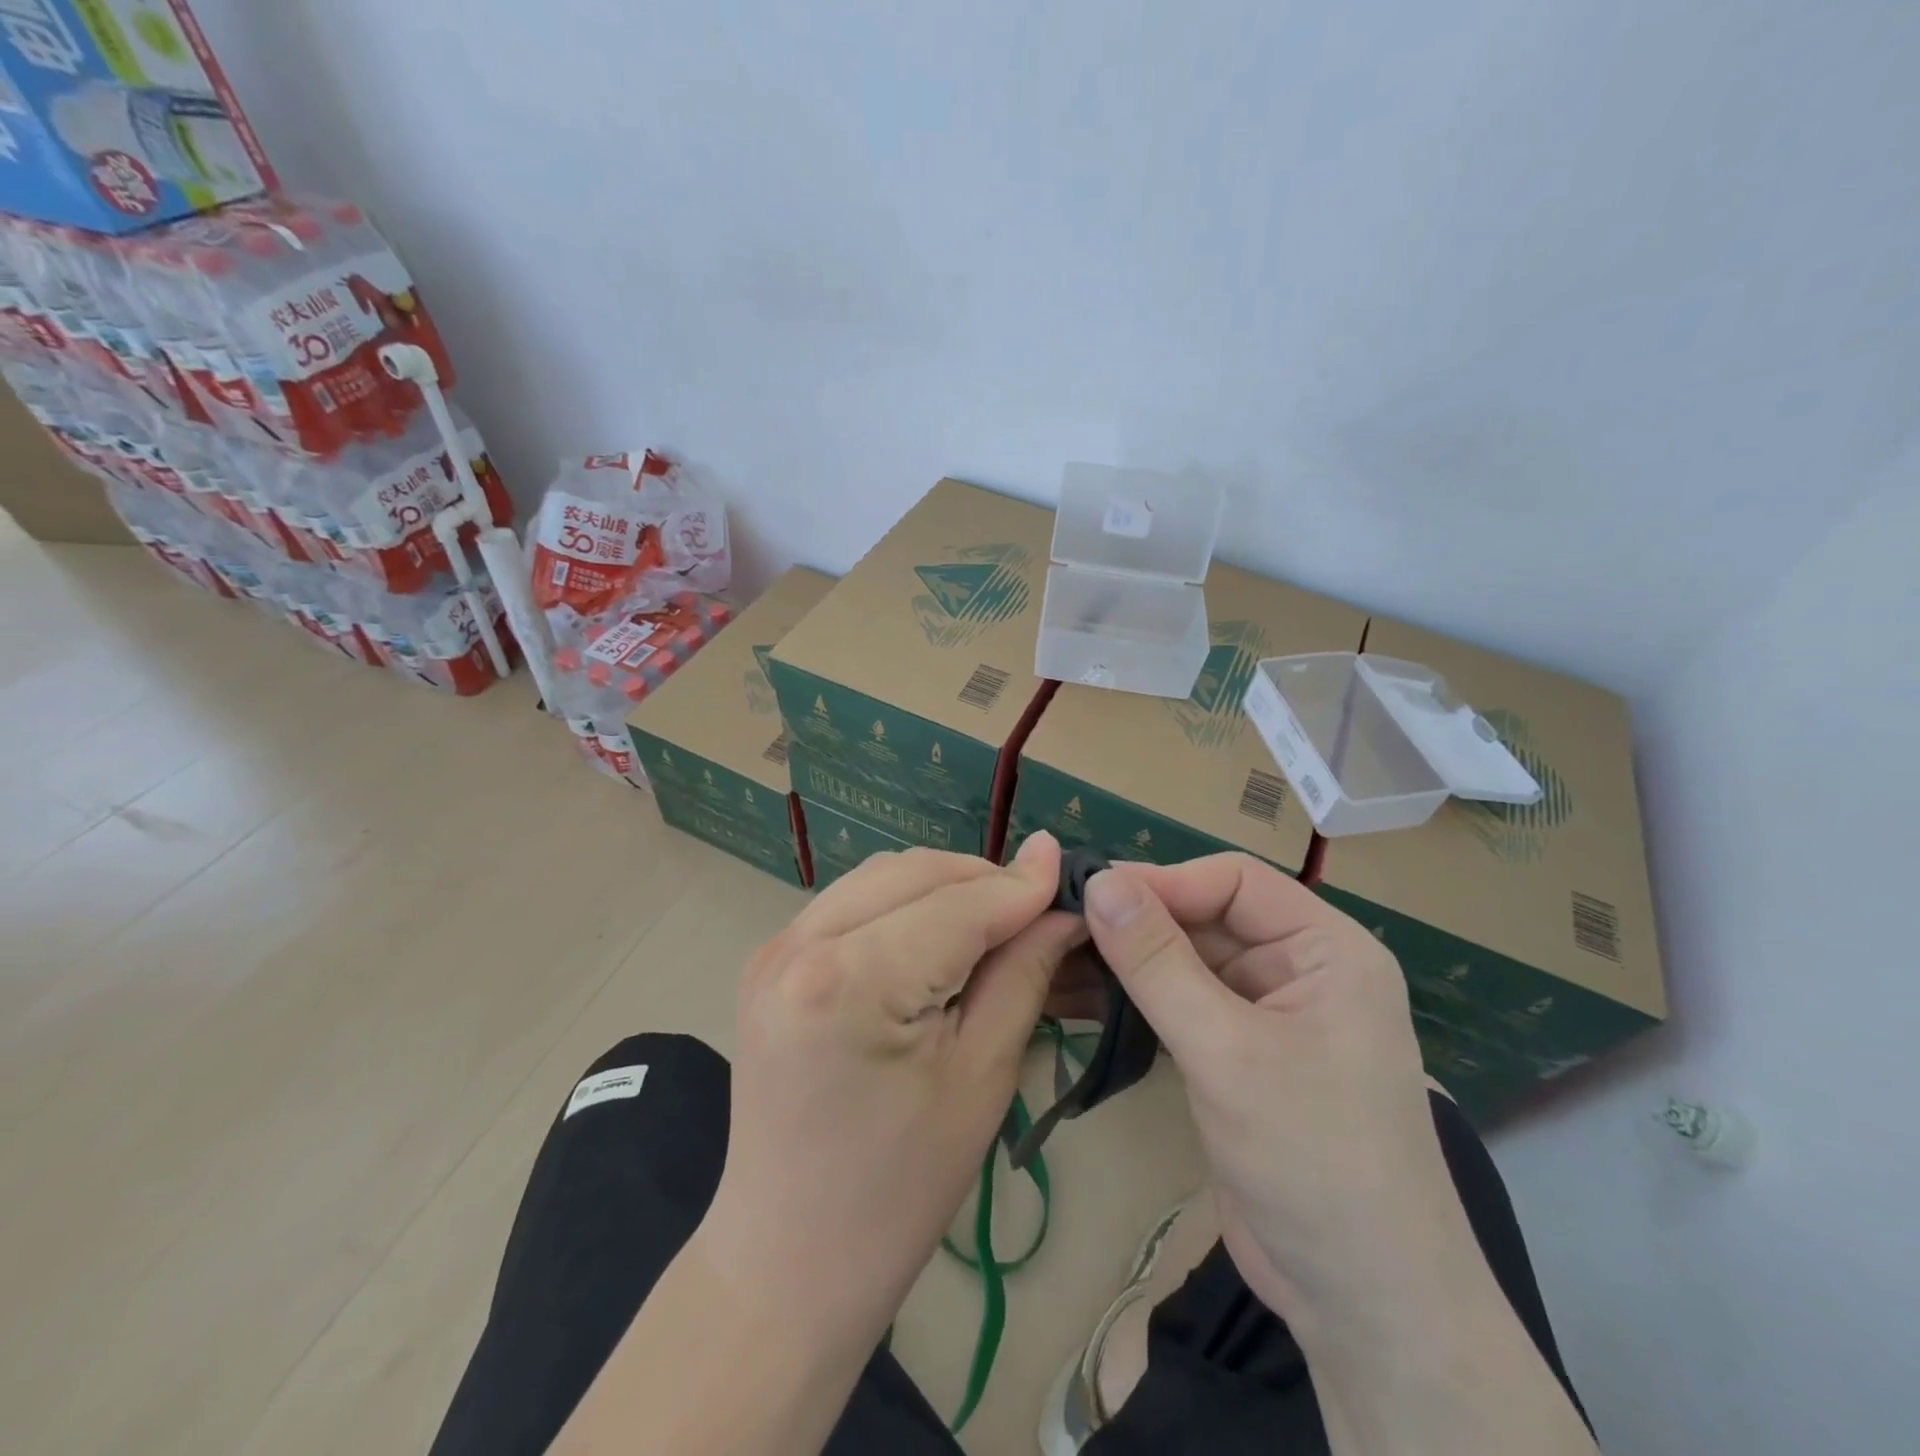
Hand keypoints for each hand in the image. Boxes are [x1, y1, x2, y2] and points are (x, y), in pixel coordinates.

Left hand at [695, 832, 1082, 1346]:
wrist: (789, 1260)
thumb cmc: (899, 1190)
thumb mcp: (981, 1077)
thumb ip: (1022, 973)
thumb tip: (1059, 902)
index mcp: (849, 980)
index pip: (957, 904)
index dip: (1020, 887)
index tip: (1072, 872)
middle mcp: (799, 944)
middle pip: (914, 873)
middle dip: (983, 880)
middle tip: (1038, 909)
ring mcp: (774, 948)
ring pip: (880, 877)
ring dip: (943, 886)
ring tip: (994, 923)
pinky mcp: (768, 960)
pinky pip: (850, 901)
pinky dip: (903, 904)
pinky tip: (936, 937)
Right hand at [1082, 855, 1470, 1327]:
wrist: (1363, 1307)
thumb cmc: (1313, 1160)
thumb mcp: (1227, 1052)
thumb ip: (1158, 963)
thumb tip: (1100, 883)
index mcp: (1327, 949)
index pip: (1234, 881)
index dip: (1164, 883)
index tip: (1092, 896)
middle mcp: (1301, 970)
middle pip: (1207, 919)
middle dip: (1137, 924)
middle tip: (1060, 927)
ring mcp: (1268, 1015)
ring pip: (1187, 963)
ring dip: (1127, 963)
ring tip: (1058, 959)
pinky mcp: (1239, 1057)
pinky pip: (1181, 1006)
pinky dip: (1136, 1002)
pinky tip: (1081, 999)